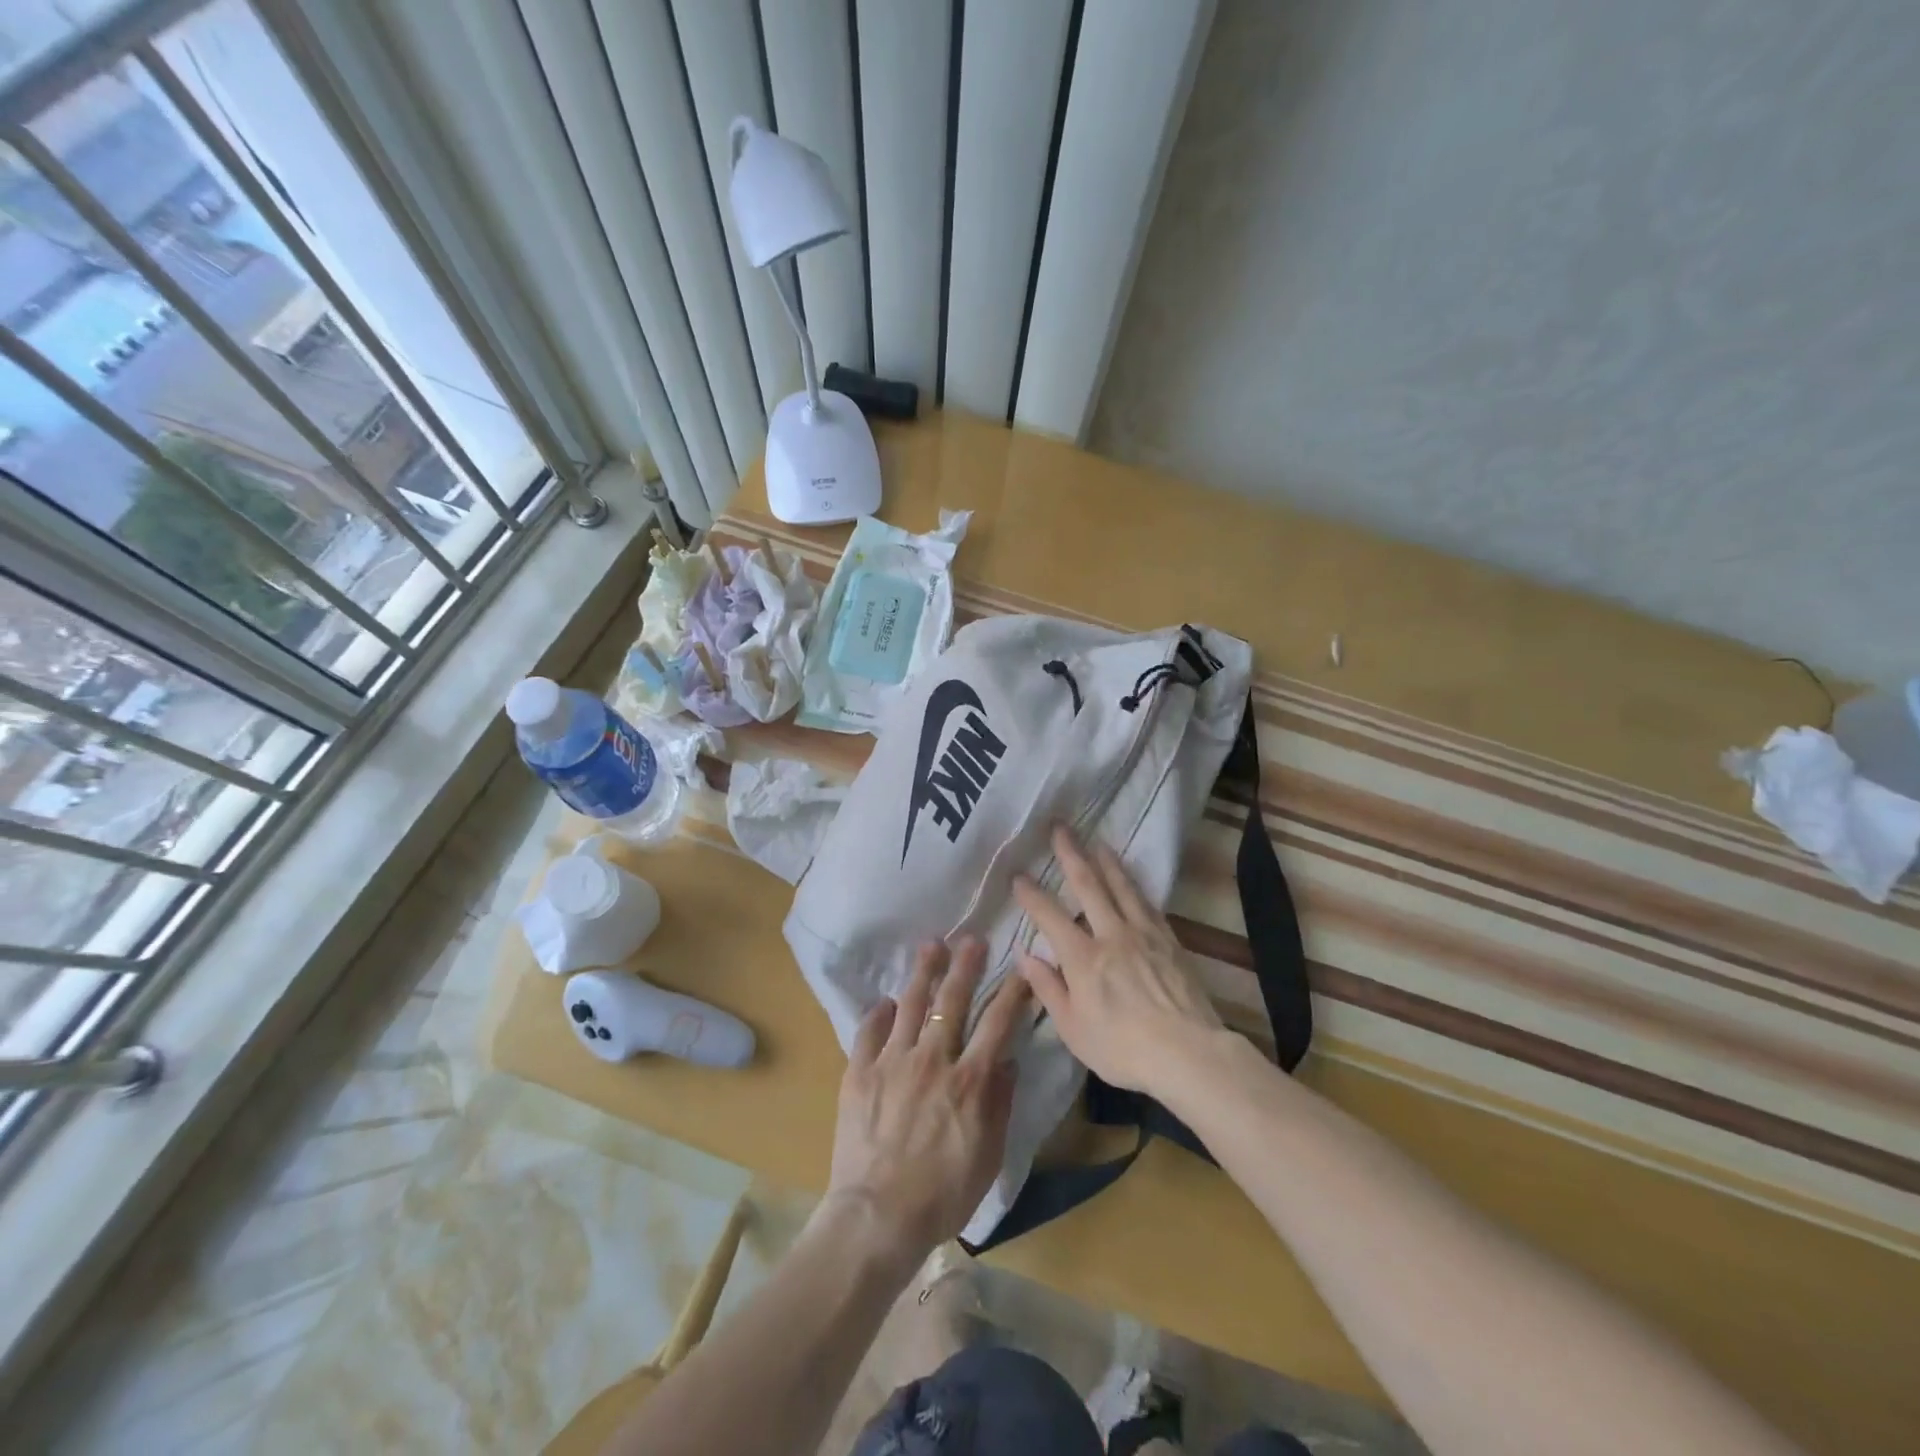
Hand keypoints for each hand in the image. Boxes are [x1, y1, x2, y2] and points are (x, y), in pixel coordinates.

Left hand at [824, 939, 1030, 1268]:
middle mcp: (933, 1059)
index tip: (1021, 967)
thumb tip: (1006, 1061)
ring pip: (910, 1004)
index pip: (997, 1022)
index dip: (1012, 991)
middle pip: (951, 1000)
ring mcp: (892, 1061)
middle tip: (970, 940)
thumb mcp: (988, 1156)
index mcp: (969, 1080)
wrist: (877, 1217)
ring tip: (930, 946)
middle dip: (965, 966)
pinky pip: (869, 1031)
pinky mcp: (859, 1072)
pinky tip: (884, 1002)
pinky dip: (878, 1014)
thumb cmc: (942, 1195)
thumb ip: (1000, 1104)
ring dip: (922, 972)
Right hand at [1013, 826, 1225, 1100]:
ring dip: (1107, 861)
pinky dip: (1135, 885)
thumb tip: (1025, 955)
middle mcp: (1111, 935)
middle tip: (1060, 828)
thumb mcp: (1073, 1029)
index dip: (1032, 894)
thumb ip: (1048, 988)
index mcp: (1082, 958)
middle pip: (1088, 885)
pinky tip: (1132, 880)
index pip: (1049, 916)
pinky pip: (1147, 903)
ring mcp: (1143, 934)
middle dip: (1071, 854)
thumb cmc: (1122, 1048)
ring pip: (1122, 887)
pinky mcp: (1169, 940)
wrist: (1188, 1053)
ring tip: (1097, 841)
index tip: (1018, 875)